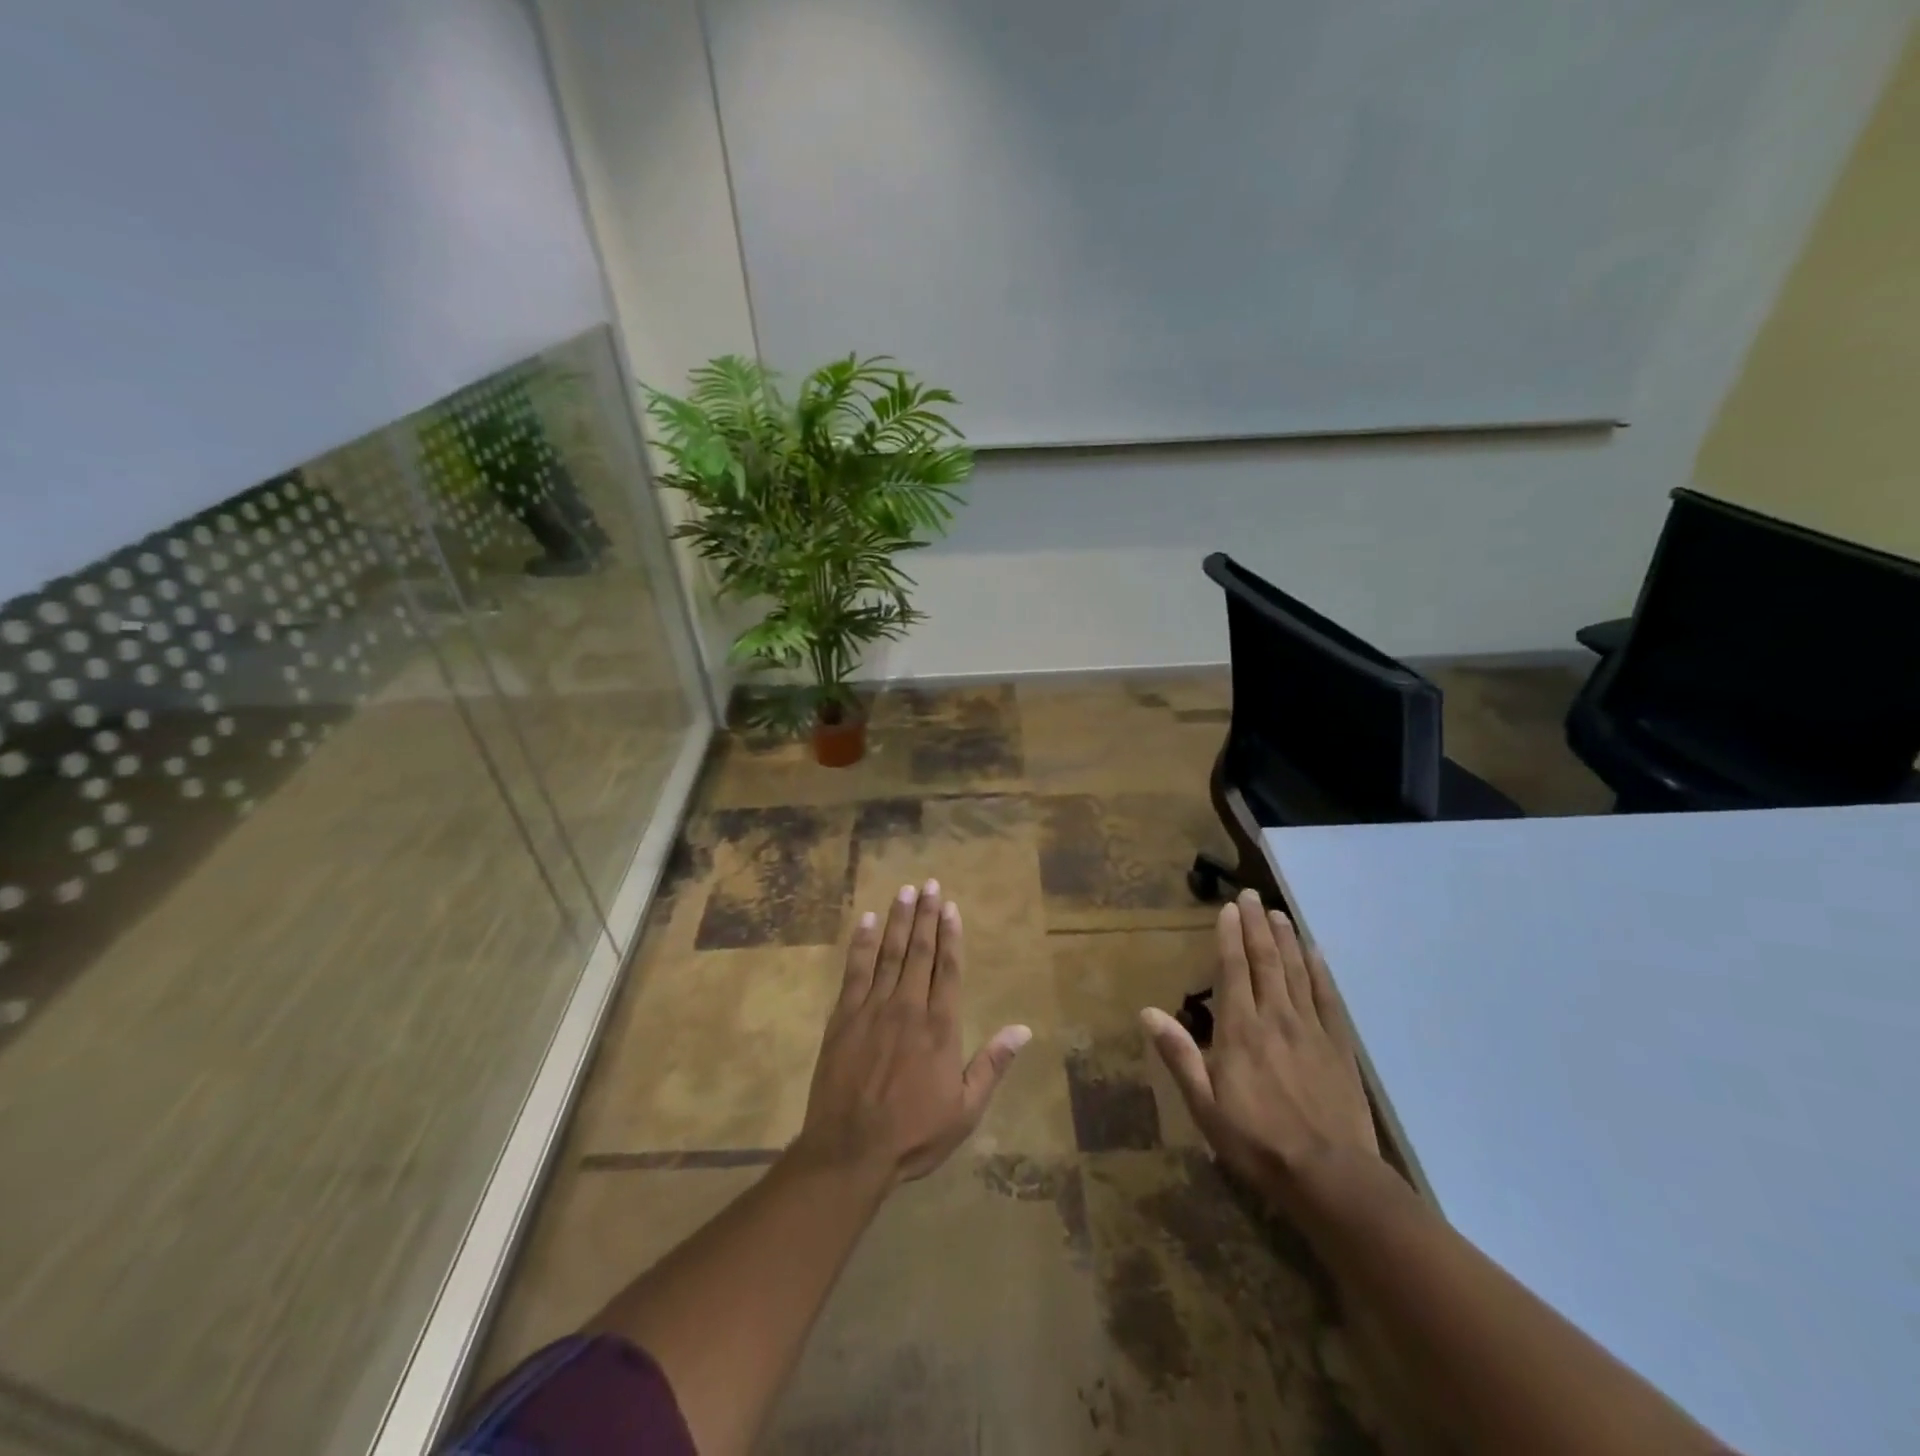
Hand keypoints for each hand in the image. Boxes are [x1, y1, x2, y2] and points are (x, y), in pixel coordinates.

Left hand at [794, 879, 1031, 1185]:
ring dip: (898, 920)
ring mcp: (873, 1008)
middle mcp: (909, 1007)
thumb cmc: (914, 1134)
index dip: (951, 935)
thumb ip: (992, 1065)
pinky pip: (854, 971)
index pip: (949, 969)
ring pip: (889, 953)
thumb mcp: (965, 1109)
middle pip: (920, 952)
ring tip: (905, 890)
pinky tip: (868, 921)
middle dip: (926, 916)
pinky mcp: (843, 1016)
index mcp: (940, 1027)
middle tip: (930, 884)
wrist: (850, 1150)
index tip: (951, 907)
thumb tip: (1023, 1029)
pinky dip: (862, 944)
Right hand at [1143, 890, 1378, 1216]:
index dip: (1229, 936)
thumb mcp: (1205, 1106)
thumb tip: (1147, 1013)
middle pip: (1266, 961)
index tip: (1229, 908)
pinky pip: (1328, 998)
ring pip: (1296, 971)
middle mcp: (1275, 1017)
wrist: (1332, 1177)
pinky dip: (1320, 971)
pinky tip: (1315, 953)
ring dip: (1286, 939)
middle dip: (1257, 925)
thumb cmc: (1257, 1143)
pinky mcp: (1339, 1046)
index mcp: (1240, 1029)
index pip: (1233, 969)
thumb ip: (1179, 1055)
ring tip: (1278, 913)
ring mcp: (1311, 1029)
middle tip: (1252, 895)